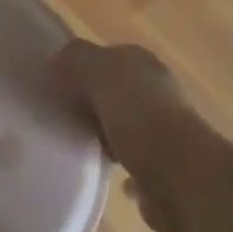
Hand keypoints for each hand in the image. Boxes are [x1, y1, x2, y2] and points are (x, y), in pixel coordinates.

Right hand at [52, 39, 195, 231]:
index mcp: (144, 63)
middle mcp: (157, 91)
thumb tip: (58, 60)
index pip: (107, 56)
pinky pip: (131, 159)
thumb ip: (76, 58)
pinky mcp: (163, 166)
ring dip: (102, 132)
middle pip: (114, 91)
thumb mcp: (99, 71)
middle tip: (58, 114)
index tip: (53, 84)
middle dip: (89, 101)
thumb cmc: (138, 115)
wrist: (179, 176)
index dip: (80, 67)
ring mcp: (164, 129)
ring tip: (74, 142)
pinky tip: (98, 167)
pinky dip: (116, 162)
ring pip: (122, 124)